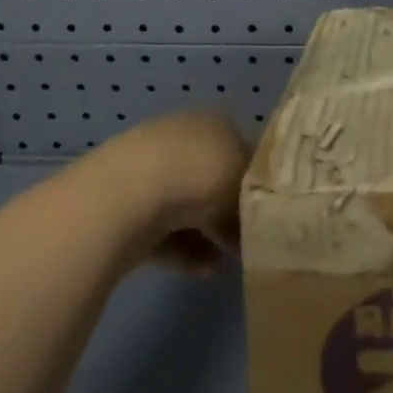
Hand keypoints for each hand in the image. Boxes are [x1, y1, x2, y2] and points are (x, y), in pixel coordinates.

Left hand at [87, 111, 250, 274]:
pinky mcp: (129, 211)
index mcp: (213, 121)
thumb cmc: (197, 173)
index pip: (241, 147)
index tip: (268, 207)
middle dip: (231, 209)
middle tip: (250, 238)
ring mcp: (152, 174)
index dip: (256, 178)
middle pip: (214, 177)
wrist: (124, 197)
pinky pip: (166, 232)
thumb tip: (258, 211)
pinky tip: (205, 271)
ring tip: (230, 262)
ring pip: (190, 207)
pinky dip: (187, 251)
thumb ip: (256, 194)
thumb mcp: (244, 179)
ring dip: (211, 234)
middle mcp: (183, 140)